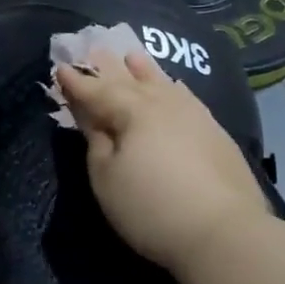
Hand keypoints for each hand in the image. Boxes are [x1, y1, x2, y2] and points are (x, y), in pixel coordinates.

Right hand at [56, 49, 277, 273]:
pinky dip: (173, 87)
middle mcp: (163, 104)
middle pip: (129, 80)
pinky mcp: (216, 133)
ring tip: (132, 56)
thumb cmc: (152, 207)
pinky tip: (174, 86)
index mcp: (132, 112)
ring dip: (144, 70)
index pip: (96, 91)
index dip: (76, 82)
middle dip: (108, 67)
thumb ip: (96, 141)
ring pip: (162, 83)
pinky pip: (186, 96)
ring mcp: (194, 116)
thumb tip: (92, 117)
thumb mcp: (106, 178)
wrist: (226, 234)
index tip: (59, 68)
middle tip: (94, 49)